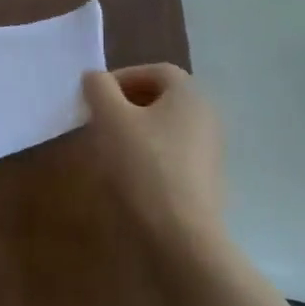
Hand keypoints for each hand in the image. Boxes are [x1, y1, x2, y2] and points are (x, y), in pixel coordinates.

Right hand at [82, 64, 224, 245]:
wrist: (180, 233)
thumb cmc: (144, 164)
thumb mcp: (110, 118)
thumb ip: (99, 89)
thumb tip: (95, 78)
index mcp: (190, 96)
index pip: (156, 71)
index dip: (123, 77)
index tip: (96, 96)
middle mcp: (207, 117)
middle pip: (163, 98)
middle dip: (127, 103)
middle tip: (99, 119)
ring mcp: (210, 151)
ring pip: (166, 127)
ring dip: (136, 129)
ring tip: (108, 147)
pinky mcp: (205, 180)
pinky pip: (173, 153)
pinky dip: (149, 154)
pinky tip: (129, 173)